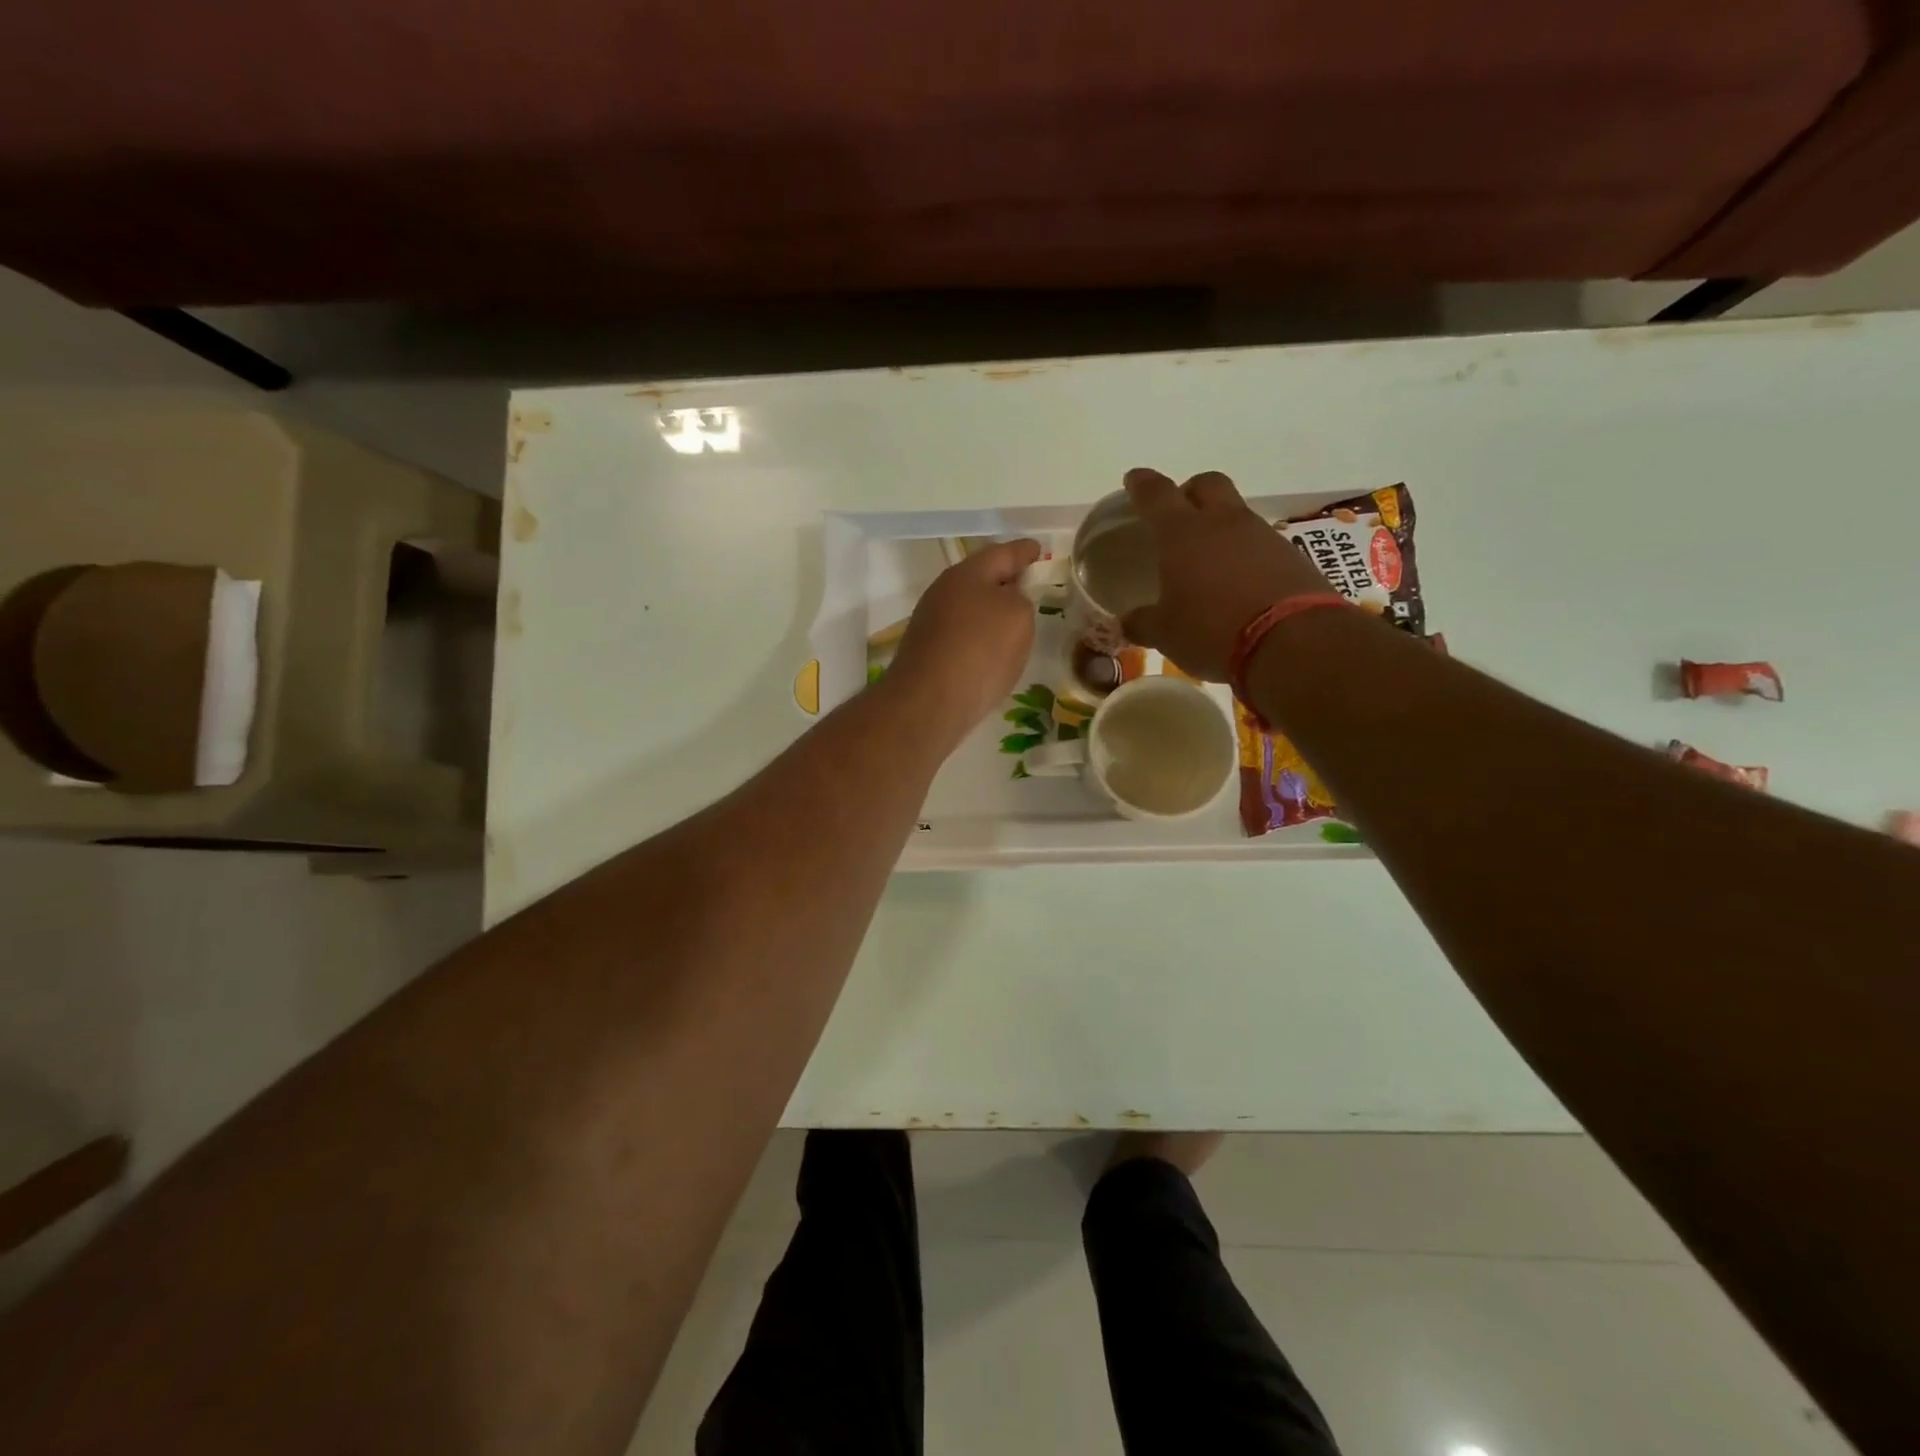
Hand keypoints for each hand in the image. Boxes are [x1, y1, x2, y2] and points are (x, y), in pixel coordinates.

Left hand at [886, 538, 1044, 742]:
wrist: (929, 702)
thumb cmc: (980, 650)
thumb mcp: (1018, 616)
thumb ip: (1021, 599)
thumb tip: (1007, 602)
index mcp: (967, 573)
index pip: (1003, 553)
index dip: (1024, 551)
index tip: (1038, 549)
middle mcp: (944, 592)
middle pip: (980, 578)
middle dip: (1005, 580)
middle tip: (1029, 585)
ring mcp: (931, 622)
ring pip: (969, 607)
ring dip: (991, 610)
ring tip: (1015, 621)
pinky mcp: (927, 652)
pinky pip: (962, 634)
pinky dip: (979, 636)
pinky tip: (991, 651)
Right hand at [1119, 468, 1329, 680]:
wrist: (1292, 641)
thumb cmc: (1212, 631)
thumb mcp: (1165, 633)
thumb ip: (1143, 622)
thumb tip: (1128, 623)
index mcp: (1181, 533)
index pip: (1156, 494)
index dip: (1142, 484)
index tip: (1134, 478)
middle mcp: (1222, 523)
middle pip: (1206, 483)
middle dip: (1189, 491)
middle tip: (1178, 513)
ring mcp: (1261, 535)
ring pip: (1236, 512)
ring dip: (1220, 524)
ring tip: (1209, 556)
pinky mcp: (1290, 555)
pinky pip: (1260, 541)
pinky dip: (1246, 552)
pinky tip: (1240, 579)